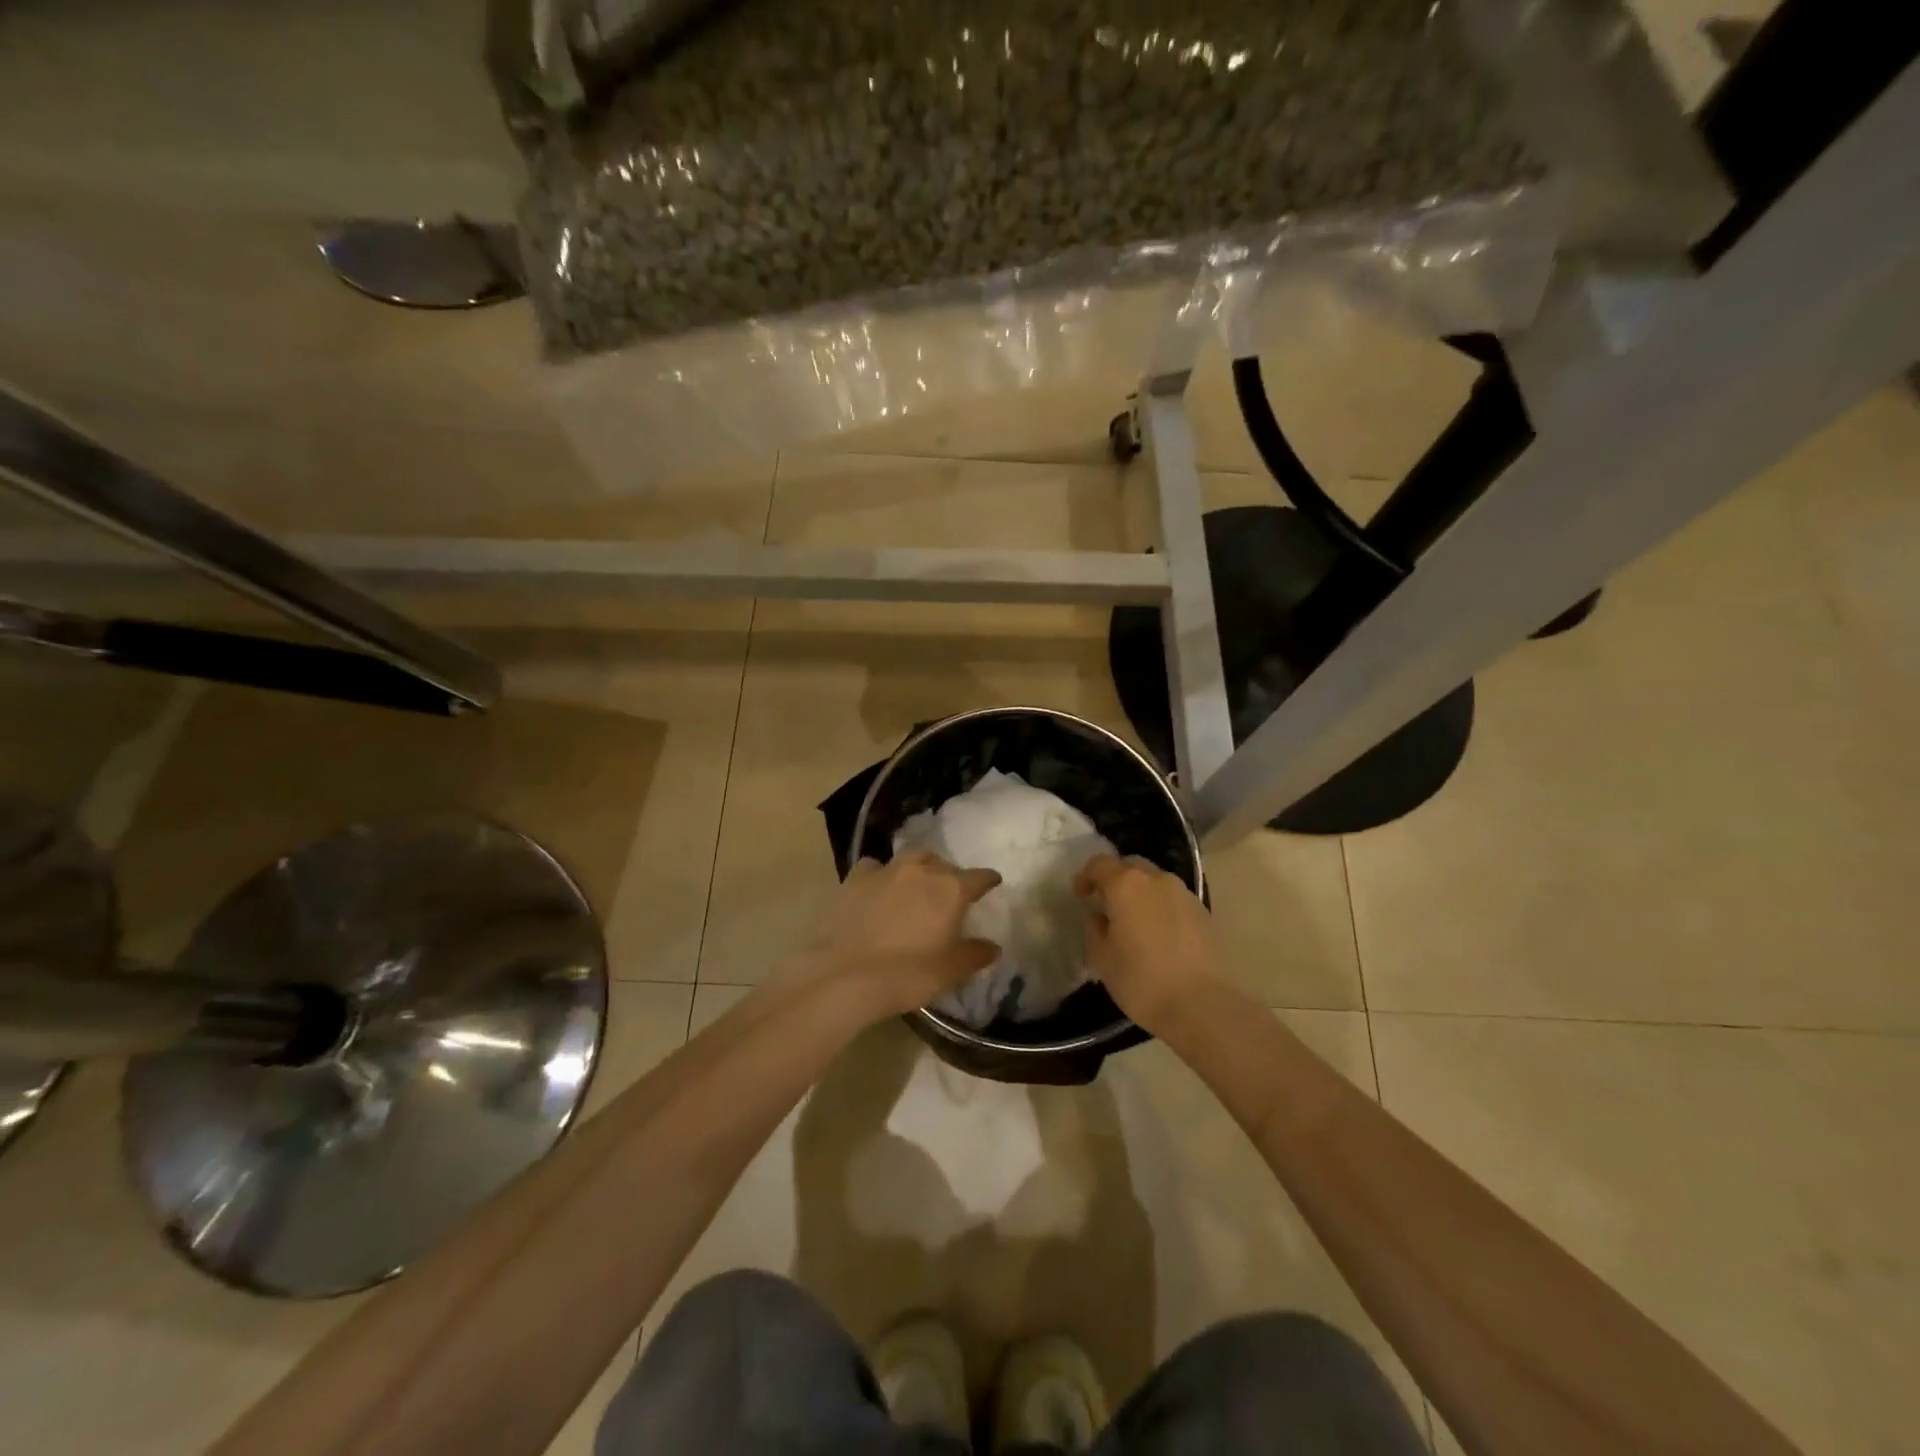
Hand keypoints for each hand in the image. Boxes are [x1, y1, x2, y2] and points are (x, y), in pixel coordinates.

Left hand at [805, 851, 1001, 1015]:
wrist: (846, 976)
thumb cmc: (908, 974)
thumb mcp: (950, 971)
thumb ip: (975, 954)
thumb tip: (993, 947)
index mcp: (951, 889)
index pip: (980, 876)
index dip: (988, 880)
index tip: (992, 883)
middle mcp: (921, 870)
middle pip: (943, 864)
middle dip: (950, 876)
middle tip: (948, 895)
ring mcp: (886, 870)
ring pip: (911, 859)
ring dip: (919, 869)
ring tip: (915, 887)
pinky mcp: (855, 878)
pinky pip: (874, 867)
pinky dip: (880, 875)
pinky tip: (877, 889)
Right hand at [1075, 853, 1220, 1034]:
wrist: (1201, 1004)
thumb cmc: (1142, 980)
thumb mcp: (1102, 959)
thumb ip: (1094, 930)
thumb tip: (1098, 917)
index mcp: (1126, 885)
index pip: (1099, 864)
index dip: (1086, 877)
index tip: (1081, 896)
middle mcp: (1156, 879)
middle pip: (1130, 865)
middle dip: (1115, 878)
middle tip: (1106, 904)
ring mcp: (1183, 893)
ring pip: (1155, 880)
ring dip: (1140, 892)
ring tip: (1134, 920)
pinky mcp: (1202, 911)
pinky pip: (1173, 898)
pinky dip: (1160, 906)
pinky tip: (1158, 933)